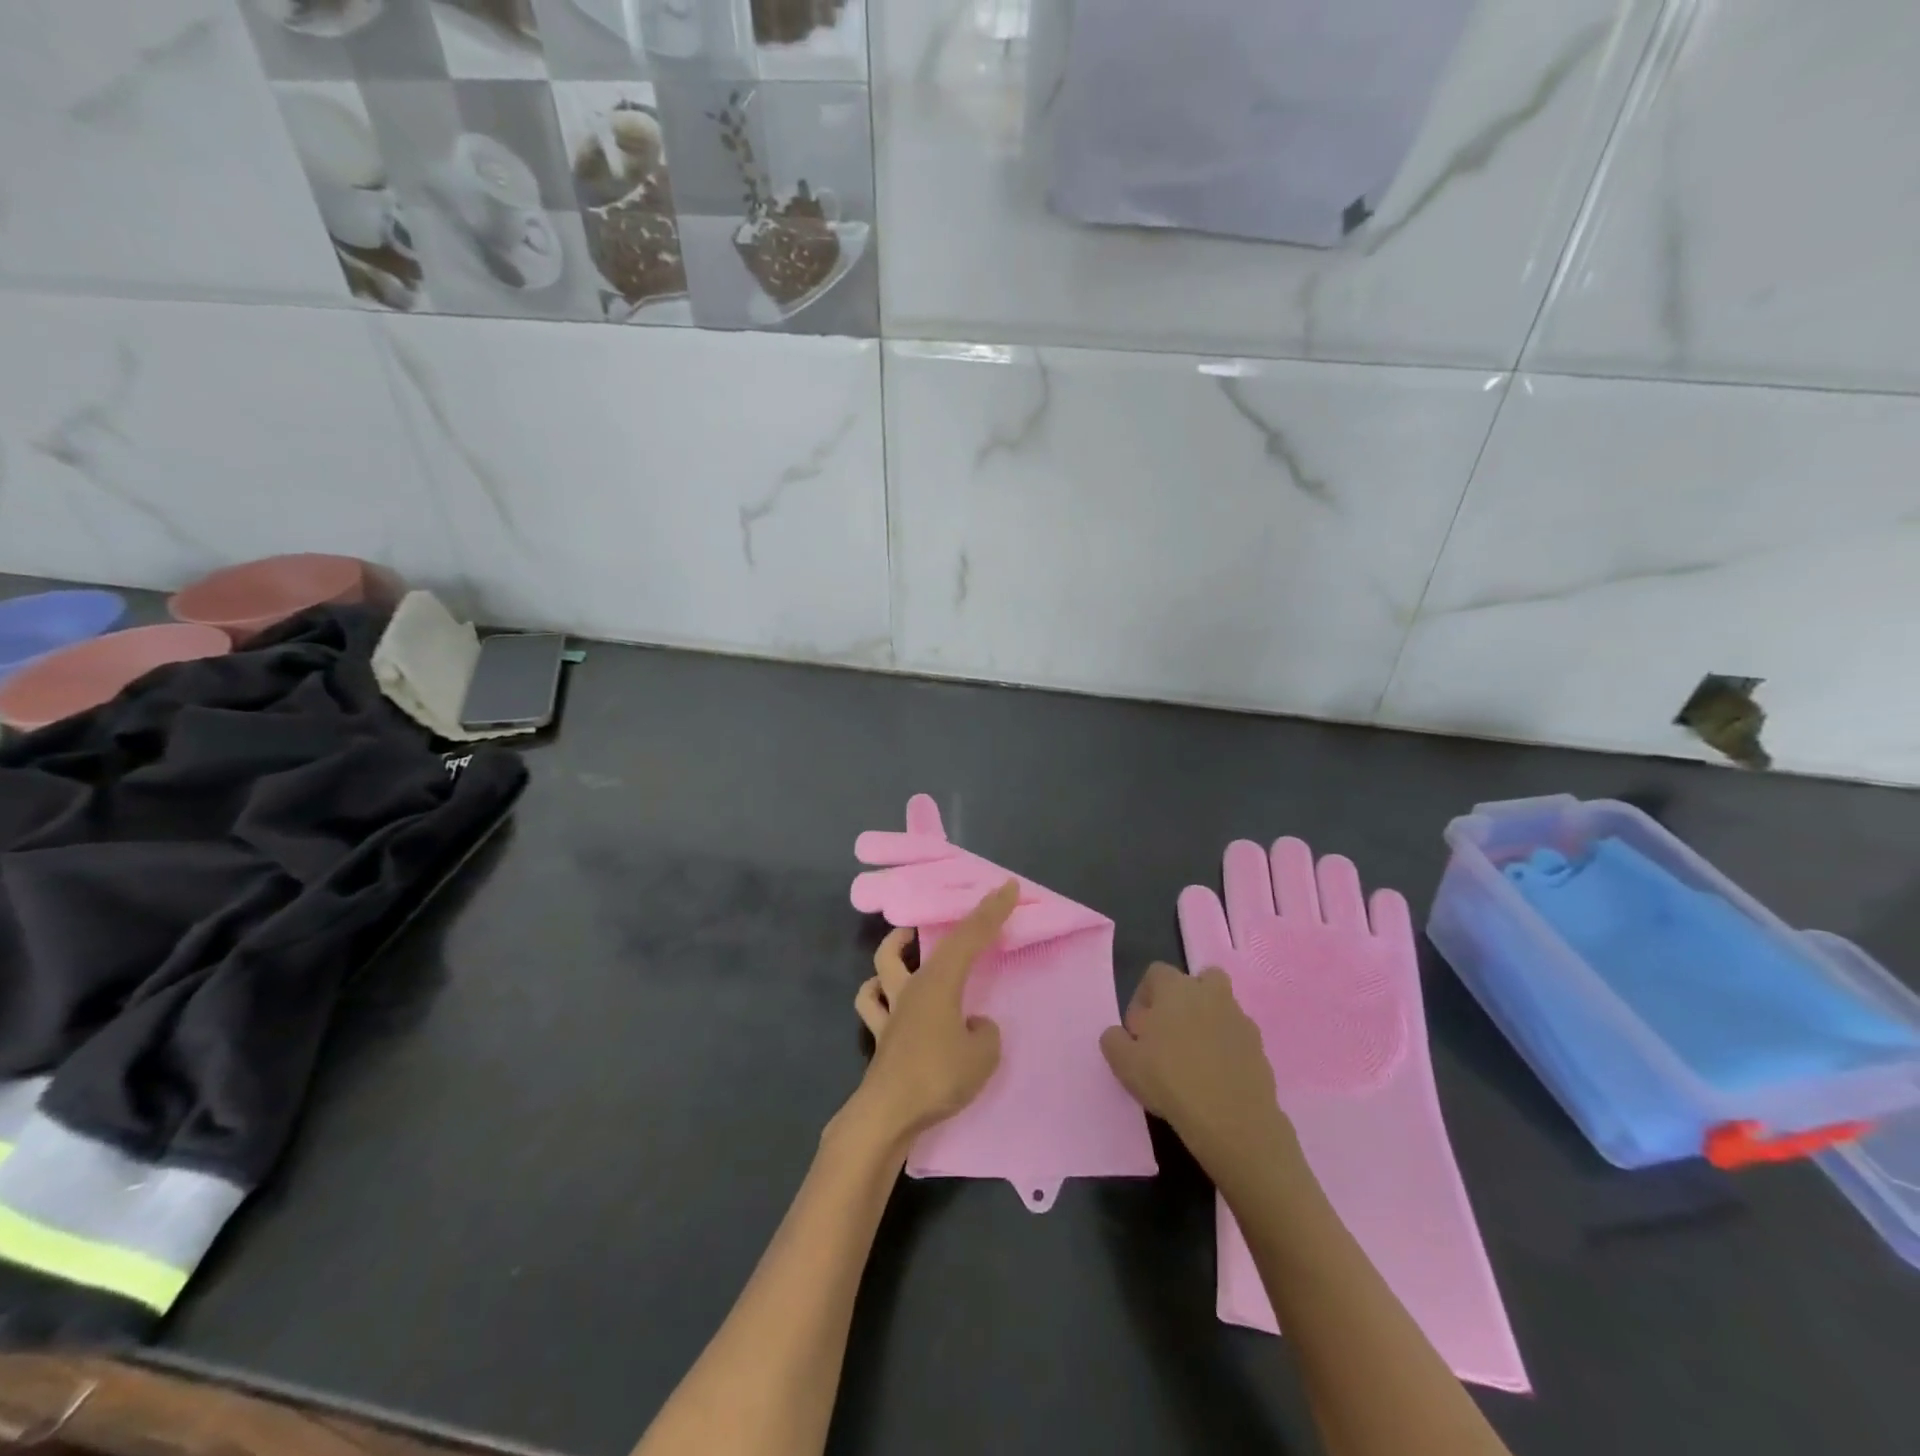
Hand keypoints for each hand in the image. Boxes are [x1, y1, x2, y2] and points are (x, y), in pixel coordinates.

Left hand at [846, 881, 1014, 1146]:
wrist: (887, 1114)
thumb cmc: (937, 1076)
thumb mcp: (982, 1056)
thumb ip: (985, 1034)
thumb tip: (975, 1025)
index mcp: (938, 982)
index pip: (968, 937)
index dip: (990, 911)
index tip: (1007, 887)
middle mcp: (911, 987)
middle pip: (922, 944)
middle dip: (937, 926)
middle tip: (953, 918)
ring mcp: (890, 1011)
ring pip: (883, 966)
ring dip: (894, 949)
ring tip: (906, 944)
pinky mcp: (879, 1036)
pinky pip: (873, 1005)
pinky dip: (878, 994)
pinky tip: (888, 997)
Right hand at [1100, 962, 1294, 1175]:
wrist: (1232, 1120)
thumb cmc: (1171, 1080)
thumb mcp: (1123, 1063)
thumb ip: (1114, 1039)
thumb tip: (1120, 1034)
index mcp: (1175, 988)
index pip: (1155, 973)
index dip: (1142, 998)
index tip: (1138, 1031)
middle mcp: (1210, 993)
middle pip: (1197, 982)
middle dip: (1183, 1001)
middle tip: (1170, 1035)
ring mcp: (1239, 1018)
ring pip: (1220, 1008)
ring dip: (1207, 1023)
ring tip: (1194, 1059)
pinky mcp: (1259, 1047)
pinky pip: (1236, 1037)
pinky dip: (1226, 1049)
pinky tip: (1216, 1078)